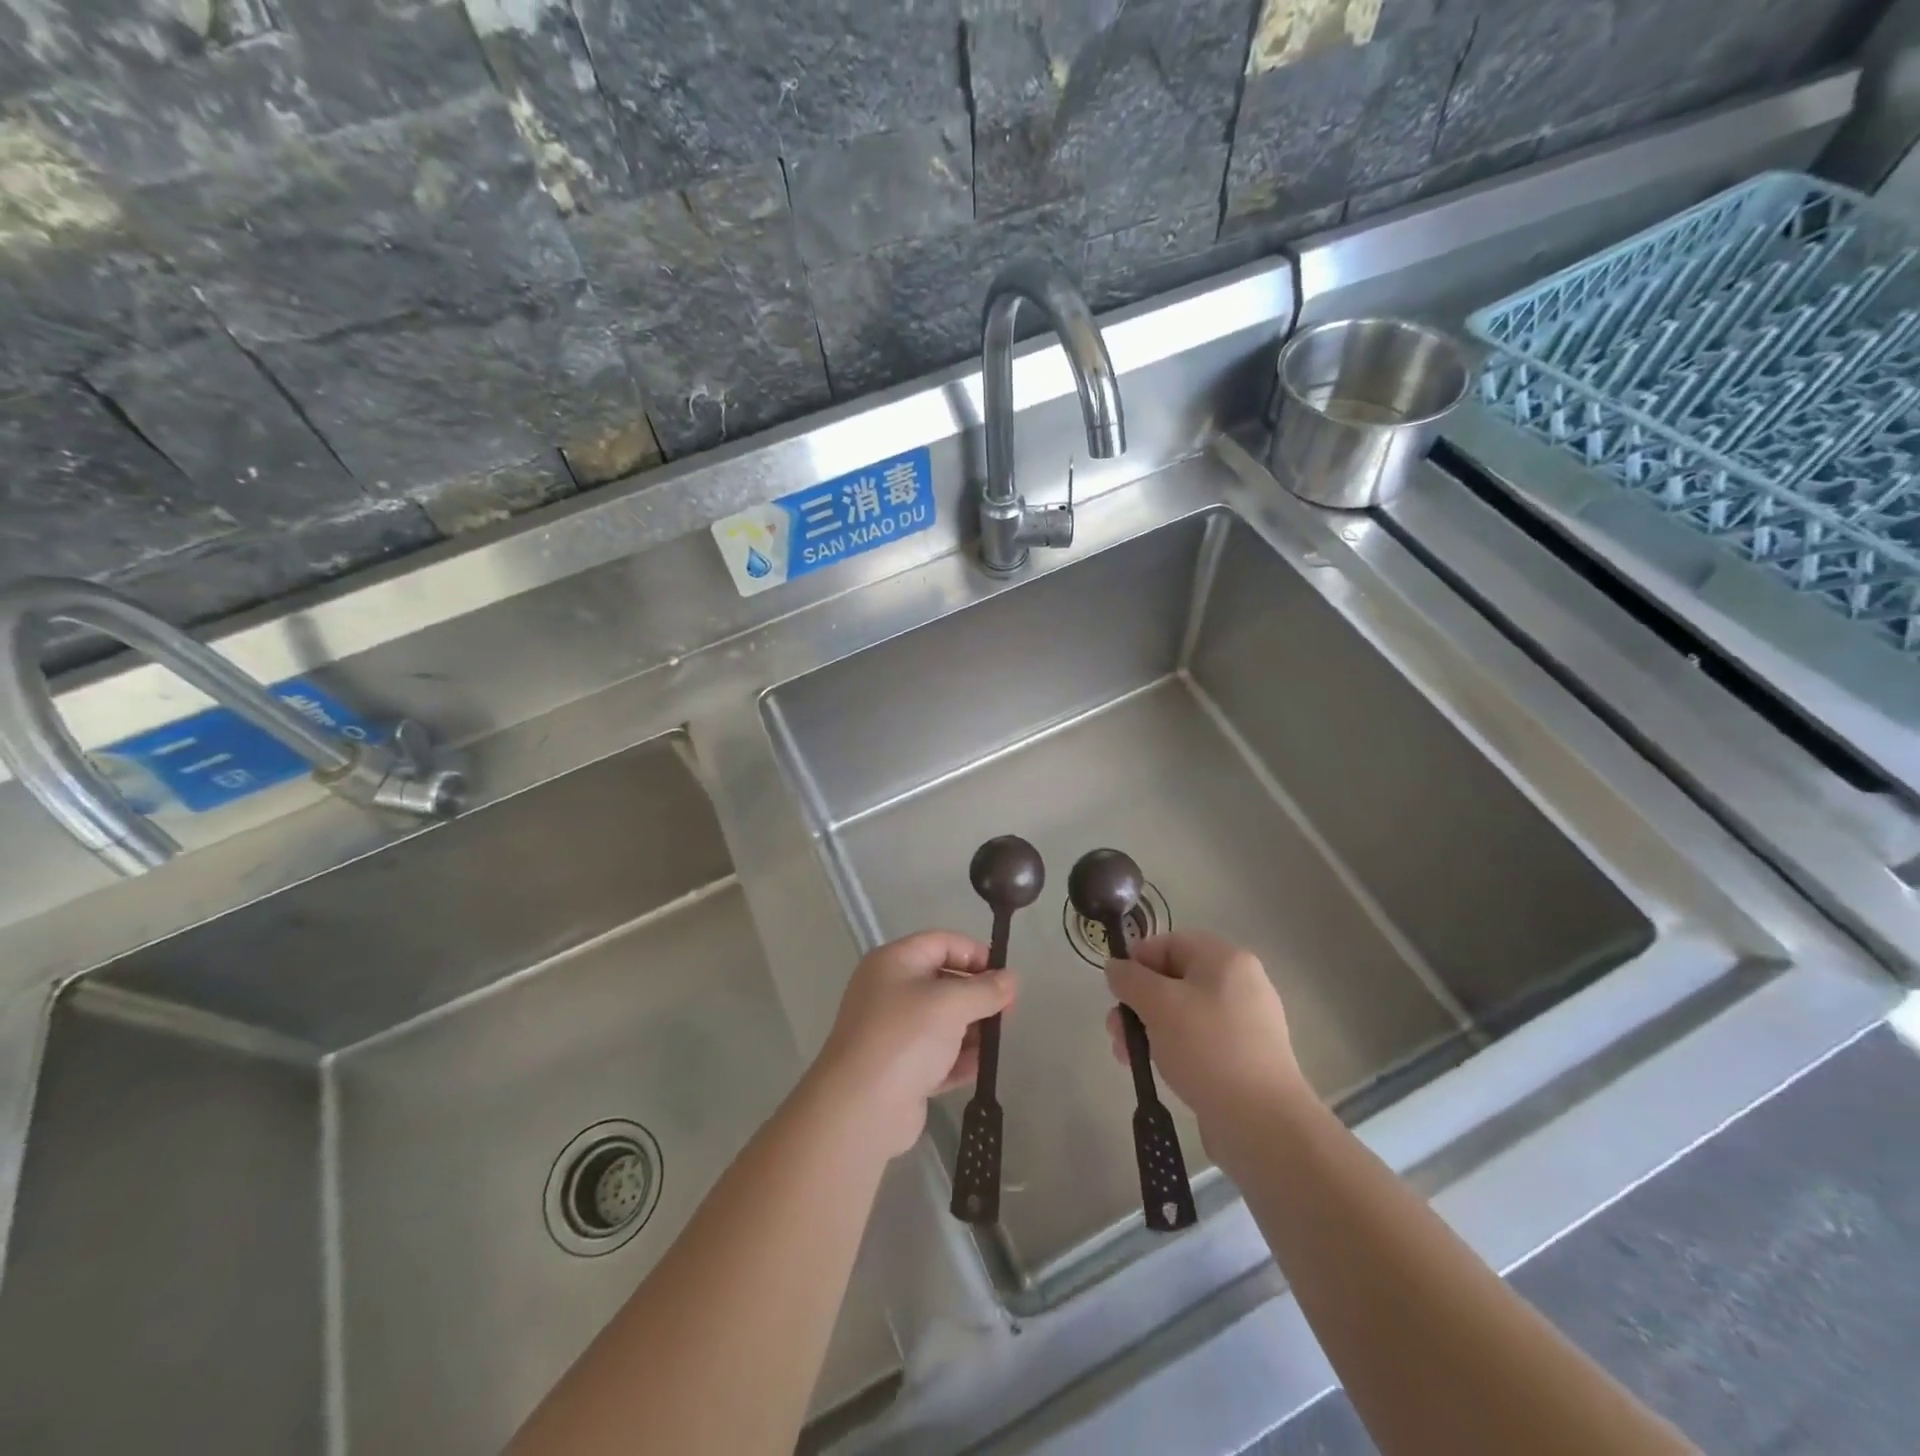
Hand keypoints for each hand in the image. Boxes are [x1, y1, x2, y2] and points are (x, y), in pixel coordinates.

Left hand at [813, 930, 1017, 1157]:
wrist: (860, 1108)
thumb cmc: (905, 1038)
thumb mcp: (951, 1003)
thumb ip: (985, 989)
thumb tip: (1011, 978)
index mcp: (894, 962)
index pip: (941, 942)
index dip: (975, 953)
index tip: (1005, 975)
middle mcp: (890, 991)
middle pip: (943, 981)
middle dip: (977, 994)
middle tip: (1008, 1011)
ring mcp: (894, 1032)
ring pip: (942, 1021)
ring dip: (972, 1029)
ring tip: (998, 1041)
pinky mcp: (900, 1070)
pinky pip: (937, 1055)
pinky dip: (959, 1059)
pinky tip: (981, 1067)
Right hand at [1105, 931, 1305, 1164]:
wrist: (1263, 1122)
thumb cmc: (1207, 1048)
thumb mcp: (1158, 1004)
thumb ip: (1130, 979)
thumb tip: (1116, 967)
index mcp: (1225, 959)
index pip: (1170, 943)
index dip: (1137, 961)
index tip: (1117, 991)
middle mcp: (1240, 984)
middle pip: (1173, 979)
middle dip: (1138, 1002)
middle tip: (1116, 1031)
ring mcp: (1245, 1022)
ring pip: (1182, 1013)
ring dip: (1149, 1028)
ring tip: (1128, 1057)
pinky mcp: (1244, 1057)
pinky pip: (1199, 1040)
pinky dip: (1173, 1048)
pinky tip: (1157, 1071)